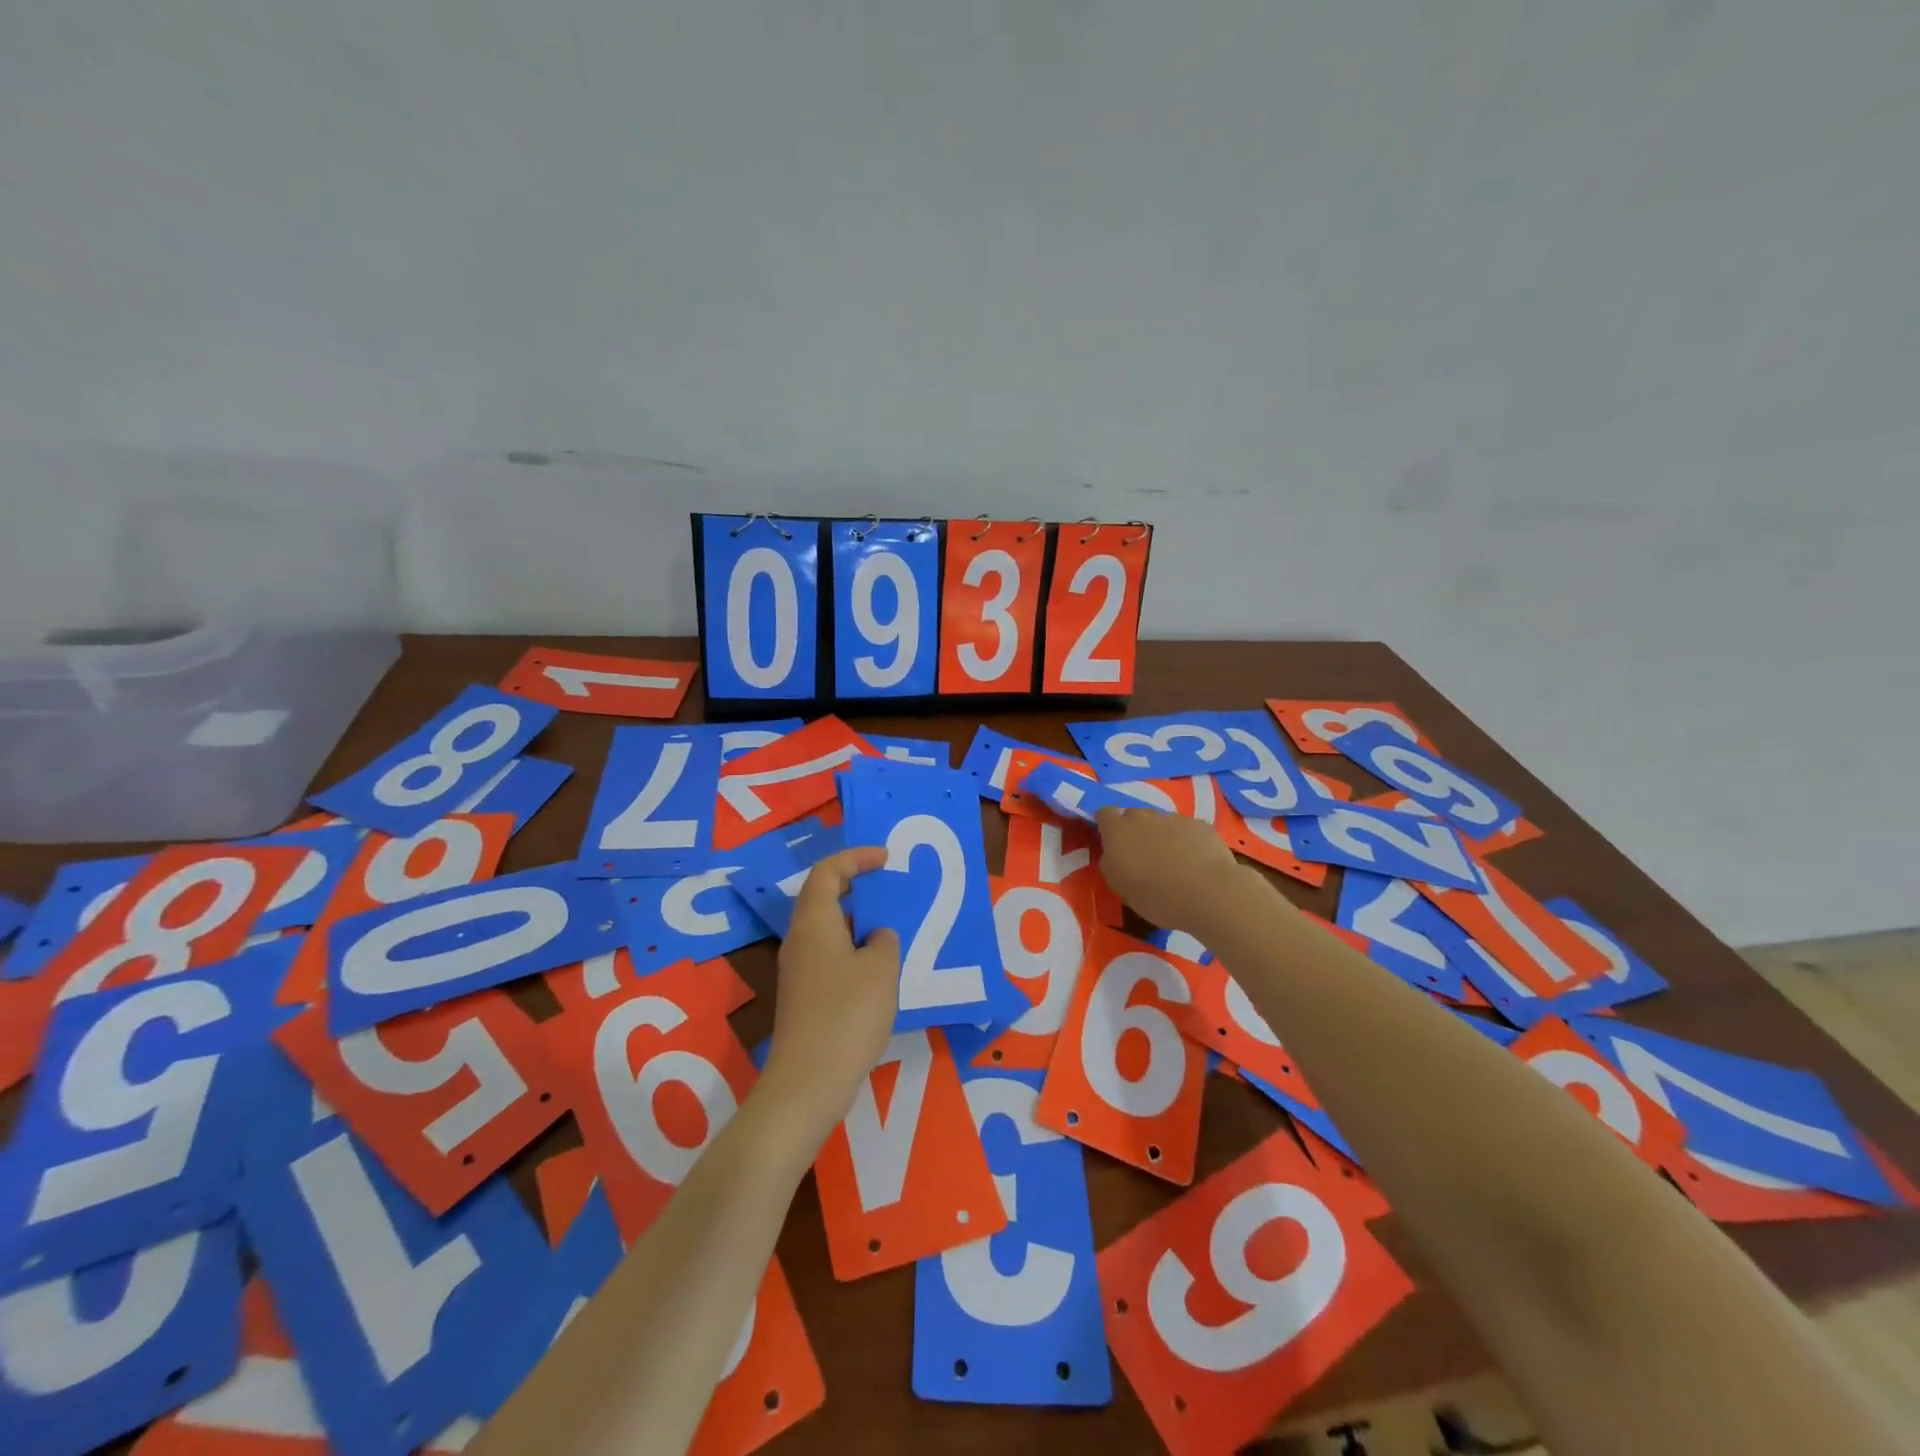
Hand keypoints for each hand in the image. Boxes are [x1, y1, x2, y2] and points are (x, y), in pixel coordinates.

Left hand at [762, 846, 900, 1138]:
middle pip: (824, 898)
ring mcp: (799, 971)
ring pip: (829, 930)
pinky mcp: (805, 997)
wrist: (809, 1081)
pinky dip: (855, 950)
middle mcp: (800, 940)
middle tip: (889, 888)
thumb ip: (884, 941)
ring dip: (859, 922)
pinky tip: (880, 971)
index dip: (855, 858)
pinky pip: (831, 957)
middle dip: (857, 887)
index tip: (885, 857)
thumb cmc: (847, 1014)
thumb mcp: (880, 969)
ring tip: (893, 927)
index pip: (827, 872)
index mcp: (814, 923)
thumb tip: (876, 937)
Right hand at [1094, 805, 1251, 933]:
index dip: (1107, 826)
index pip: (1104, 814)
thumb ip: (1111, 862)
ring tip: (1173, 863)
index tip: (1112, 843)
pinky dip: (1186, 841)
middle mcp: (1143, 817)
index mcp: (1118, 831)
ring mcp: (1174, 818)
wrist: (1208, 893)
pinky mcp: (1200, 824)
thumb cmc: (1155, 896)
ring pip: (1161, 822)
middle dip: (1135, 831)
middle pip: (1134, 815)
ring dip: (1162, 836)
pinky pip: (1186, 829)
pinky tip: (1195, 863)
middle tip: (1143, 857)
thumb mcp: (1119, 886)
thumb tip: (1114, 852)